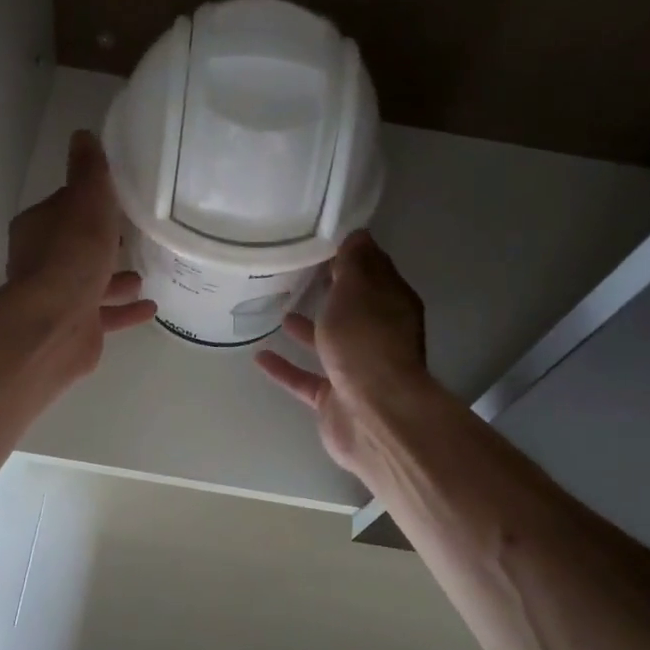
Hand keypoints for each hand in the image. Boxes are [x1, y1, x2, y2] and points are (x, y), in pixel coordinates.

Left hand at [8, 130, 155, 373]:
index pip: (66, 207)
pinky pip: (105, 315)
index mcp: (38, 228)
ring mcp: (58, 299)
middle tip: (135, 236)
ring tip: (146, 273)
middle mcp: (42, 263)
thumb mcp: (86, 202)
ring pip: (91, 283)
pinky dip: (125, 310)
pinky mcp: (75, 329)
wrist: (57, 324)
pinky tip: (150, 307)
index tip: (118, 200)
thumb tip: (82, 135)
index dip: (91, 202)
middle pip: (78, 247)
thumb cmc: (72, 256)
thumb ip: (89, 172)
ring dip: (117, 279)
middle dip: (104, 243)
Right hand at [255, 231, 428, 480]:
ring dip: (307, 327)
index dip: (349, 255)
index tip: (319, 241)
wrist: (373, 415)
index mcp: (390, 304)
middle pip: (351, 307)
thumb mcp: (358, 289)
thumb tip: (357, 234)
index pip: (372, 271)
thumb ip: (354, 262)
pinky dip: (285, 367)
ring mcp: (356, 369)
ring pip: (329, 342)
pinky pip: (305, 377)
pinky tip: (259, 356)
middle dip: (329, 291)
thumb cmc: (366, 342)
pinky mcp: (335, 398)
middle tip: (295, 271)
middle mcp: (378, 335)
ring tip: (277, 308)